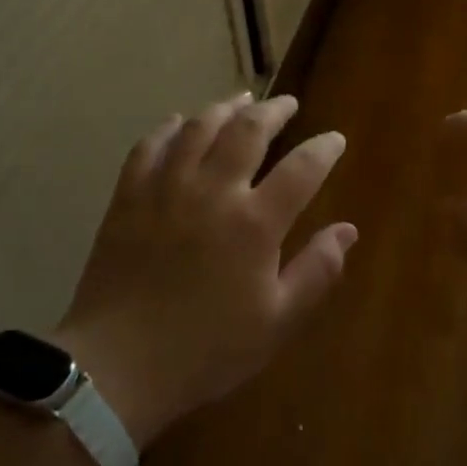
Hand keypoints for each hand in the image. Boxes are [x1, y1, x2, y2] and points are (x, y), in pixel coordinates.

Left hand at [52, 93, 356, 448]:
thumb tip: (348, 230)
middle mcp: (213, 191)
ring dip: (225, 107)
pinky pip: (150, 146)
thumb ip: (317, 272)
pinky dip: (168, 128)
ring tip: (241, 100)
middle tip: (287, 104)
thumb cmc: (206, 349)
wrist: (118, 365)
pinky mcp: (129, 196)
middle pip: (248, 130)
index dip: (324, 148)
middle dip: (274, 111)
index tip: (335, 139)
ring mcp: (166, 188)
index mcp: (255, 223)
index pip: (302, 169)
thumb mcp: (276, 322)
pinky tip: (179, 122)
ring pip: (199, 127)